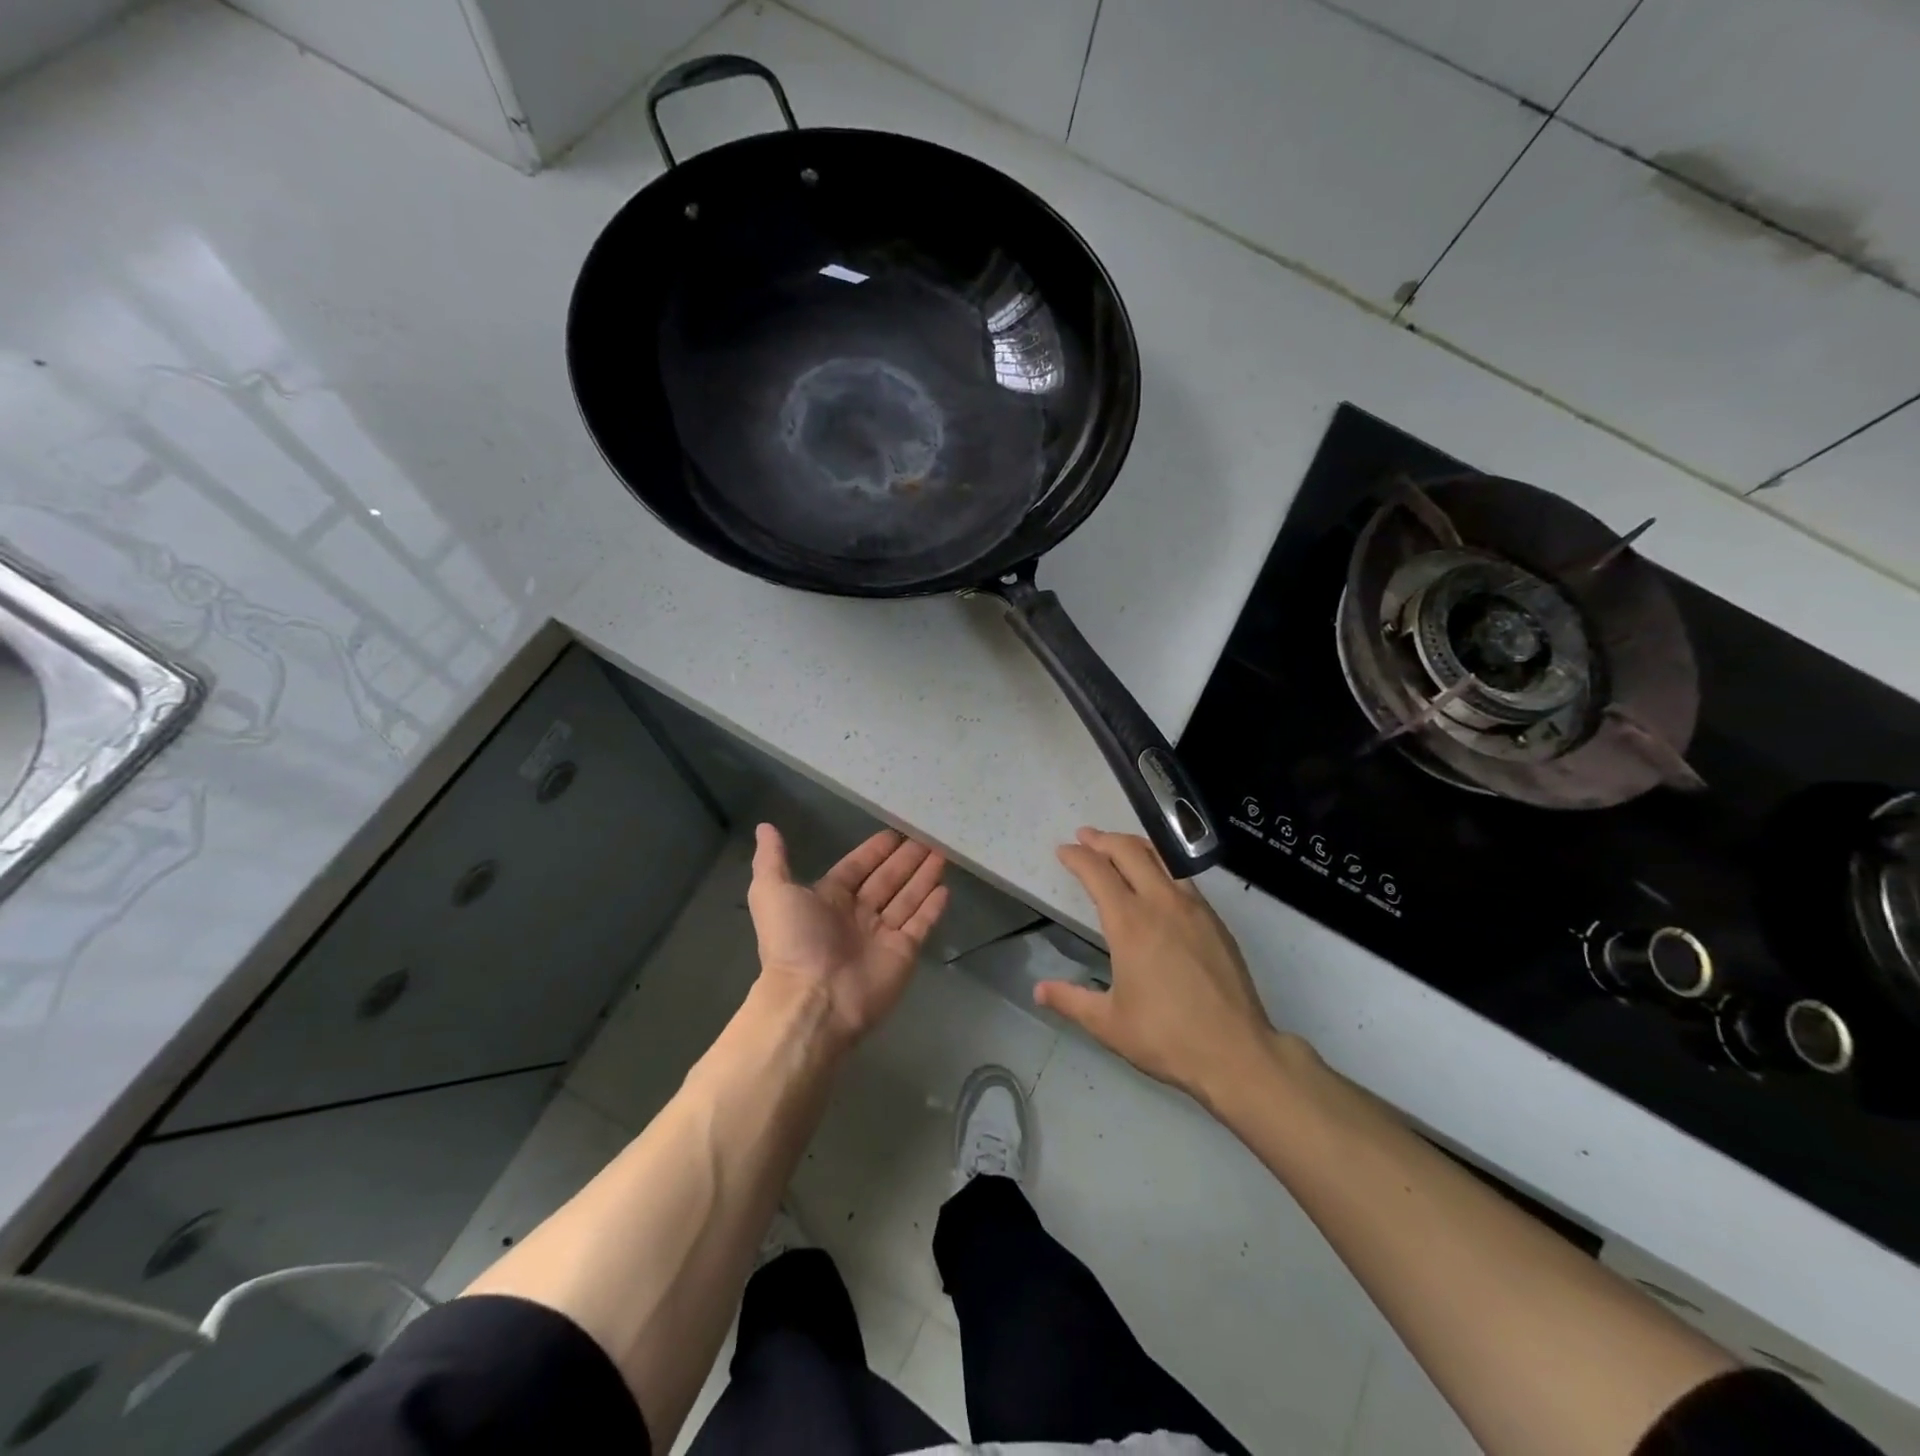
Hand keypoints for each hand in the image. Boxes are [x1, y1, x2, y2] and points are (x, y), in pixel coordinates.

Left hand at [748, 823, 949, 1043]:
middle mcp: (857, 915)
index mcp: (828, 899)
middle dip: (906, 859)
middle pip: (887, 880)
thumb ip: (771, 859)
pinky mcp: (903, 952)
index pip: (858, 867)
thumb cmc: (794, 942)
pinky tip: (945, 887)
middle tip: (928, 836)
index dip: (875, 850)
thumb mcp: (771, 893)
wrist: (814, 999)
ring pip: (907, 897)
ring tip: (943, 852)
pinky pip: (921, 923)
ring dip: (923, 876)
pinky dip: (932, 907)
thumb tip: (765, 826)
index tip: (896, 832)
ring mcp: (882, 934)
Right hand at [1038, 828, 1275, 1108]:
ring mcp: (1193, 908)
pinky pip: (1183, 878)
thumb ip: (1071, 1000)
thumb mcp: (1108, 1023)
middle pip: (1129, 851)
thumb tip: (1038, 990)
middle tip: (1086, 836)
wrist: (1236, 1052)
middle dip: (1103, 839)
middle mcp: (1161, 903)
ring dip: (1135, 845)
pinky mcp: (1215, 921)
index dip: (1077, 857)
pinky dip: (1162, 865)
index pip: (1097, 872)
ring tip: (1119, 846)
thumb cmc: (1165, 1037)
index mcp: (1129, 923)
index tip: (1063, 851)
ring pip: (1162, 857)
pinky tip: (1159, 880)